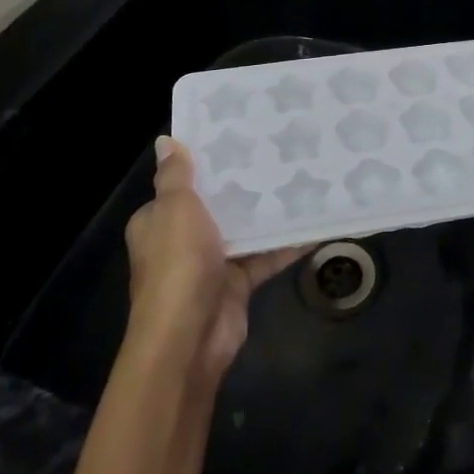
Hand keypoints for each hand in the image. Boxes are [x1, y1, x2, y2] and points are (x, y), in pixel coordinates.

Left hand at [124, 138, 301, 382]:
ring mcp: (210, 263)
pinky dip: (286, 243)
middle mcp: (181, 240)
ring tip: (302, 176)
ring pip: (243, 229)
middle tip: (278, 150)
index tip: (237, 135)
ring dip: (267, 211)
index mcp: (158, 220)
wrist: (189, 338)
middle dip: (243, 183)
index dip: (205, 162)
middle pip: (215, 204)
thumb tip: (165, 140)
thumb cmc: (177, 264)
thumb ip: (175, 175)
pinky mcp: (237, 283)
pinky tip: (315, 222)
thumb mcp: (175, 209)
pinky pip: (265, 256)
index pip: (180, 183)